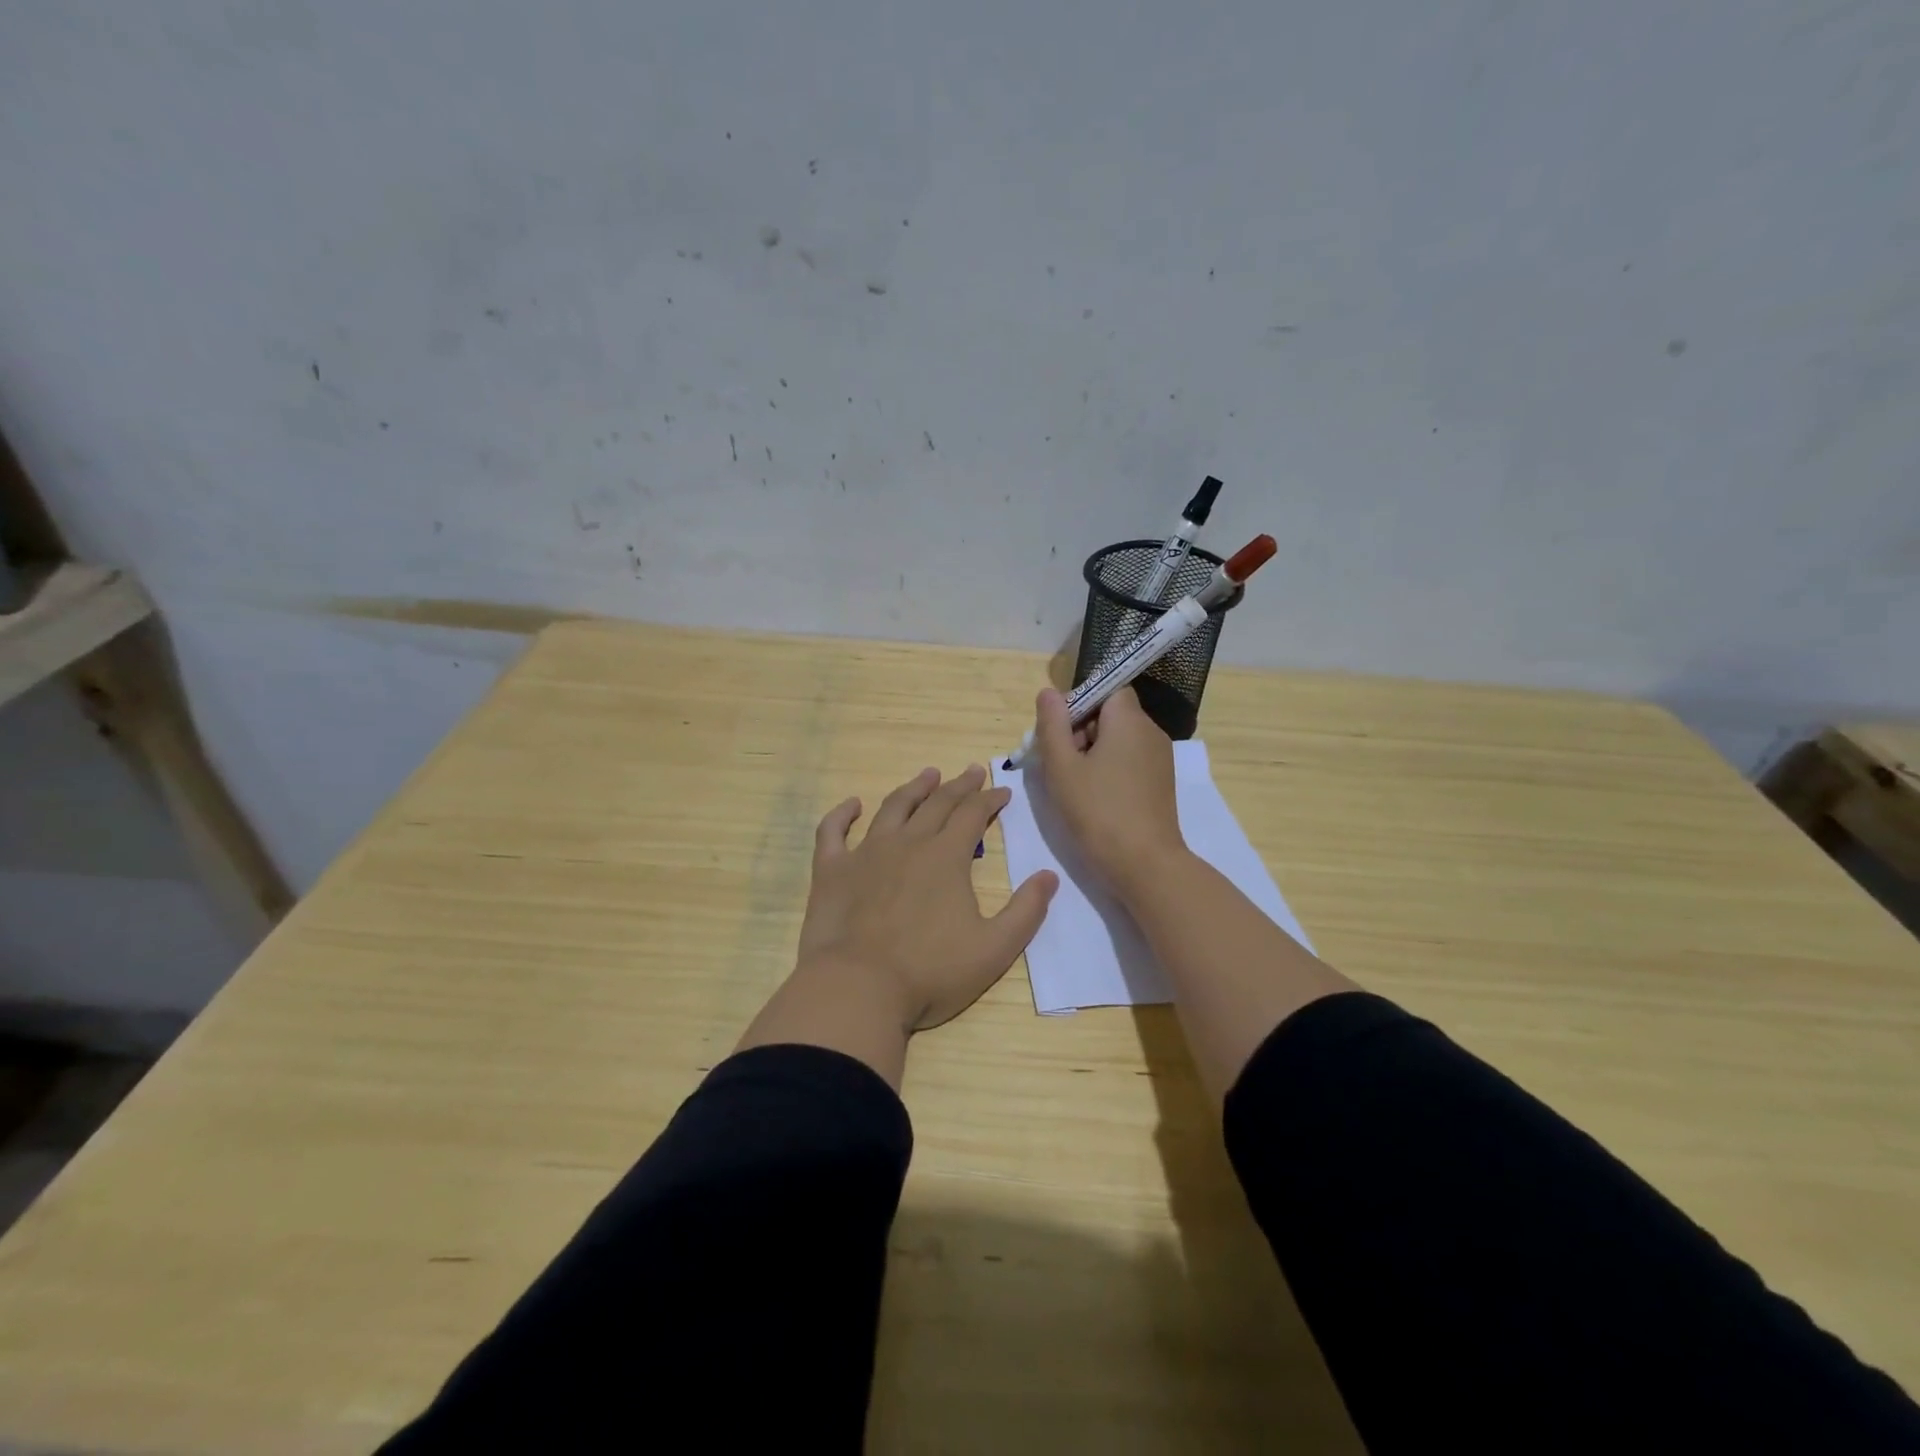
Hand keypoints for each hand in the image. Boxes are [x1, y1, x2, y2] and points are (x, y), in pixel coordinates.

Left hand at [796, 765, 1058, 1031]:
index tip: (1002, 791)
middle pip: (937, 803)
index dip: (990, 799)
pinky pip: (833, 831)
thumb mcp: (994, 949)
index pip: (973, 814)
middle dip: (959, 786)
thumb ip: (1026, 911)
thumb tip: (1049, 875)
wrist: (857, 989)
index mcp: (946, 857)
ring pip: (892, 808)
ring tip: (928, 775)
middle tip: (972, 772)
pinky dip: (842, 814)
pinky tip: (852, 804)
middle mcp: (907, 843)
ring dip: (913, 788)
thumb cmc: (930, 973)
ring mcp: (865, 853)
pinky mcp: (831, 871)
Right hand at [1033, 686, 1185, 893]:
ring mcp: (1160, 759)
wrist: (1144, 864)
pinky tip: (1093, 797)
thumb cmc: (1098, 811)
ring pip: (1119, 740)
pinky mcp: (1161, 783)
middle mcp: (1150, 732)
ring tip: (1072, 784)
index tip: (1059, 732)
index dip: (1080, 703)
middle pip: (1111, 714)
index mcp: (1129, 720)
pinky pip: (1130, 761)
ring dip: (1092, 753)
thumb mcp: (1062, 767)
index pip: (1107, 690)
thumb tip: (1049, 692)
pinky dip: (1109, 769)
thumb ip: (1052, 725)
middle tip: (1058, 763)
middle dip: (1081, 731)